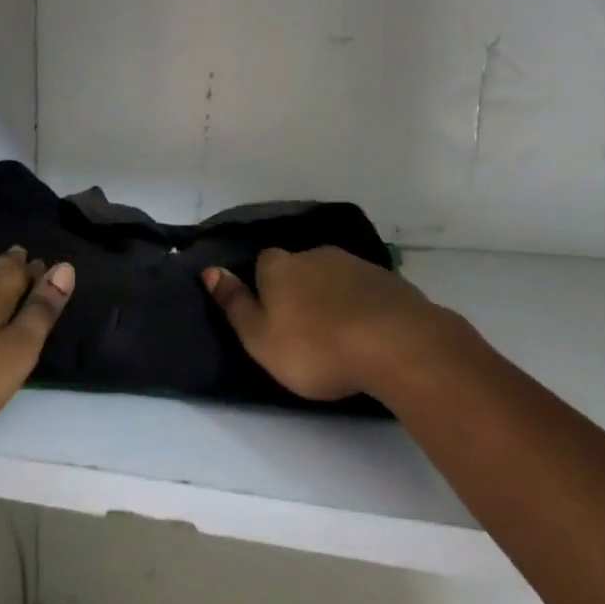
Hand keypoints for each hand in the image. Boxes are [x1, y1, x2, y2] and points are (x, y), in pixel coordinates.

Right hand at [203, 246, 448, 401]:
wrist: (395, 343)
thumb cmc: (316, 348)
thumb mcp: (260, 338)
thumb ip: (234, 304)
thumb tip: (209, 270)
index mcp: (279, 267)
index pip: (264, 262)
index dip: (264, 284)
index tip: (270, 313)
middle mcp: (315, 255)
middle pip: (300, 266)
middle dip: (299, 289)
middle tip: (303, 327)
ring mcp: (355, 265)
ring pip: (334, 276)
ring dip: (332, 296)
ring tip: (337, 333)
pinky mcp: (390, 281)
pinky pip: (366, 290)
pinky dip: (362, 305)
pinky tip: (368, 332)